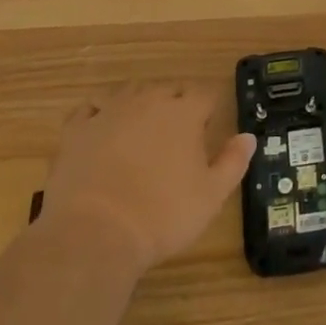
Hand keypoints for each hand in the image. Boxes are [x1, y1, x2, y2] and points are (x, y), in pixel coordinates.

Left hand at [33, 82, 255, 276]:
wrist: (95, 234)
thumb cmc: (162, 215)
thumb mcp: (211, 196)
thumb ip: (233, 162)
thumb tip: (248, 137)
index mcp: (184, 113)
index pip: (205, 94)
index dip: (209, 108)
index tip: (209, 125)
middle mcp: (148, 102)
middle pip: (168, 89)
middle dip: (176, 104)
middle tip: (177, 134)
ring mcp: (109, 113)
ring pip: (130, 92)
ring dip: (140, 103)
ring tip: (142, 127)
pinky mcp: (77, 131)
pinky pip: (89, 109)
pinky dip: (98, 114)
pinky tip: (101, 127)